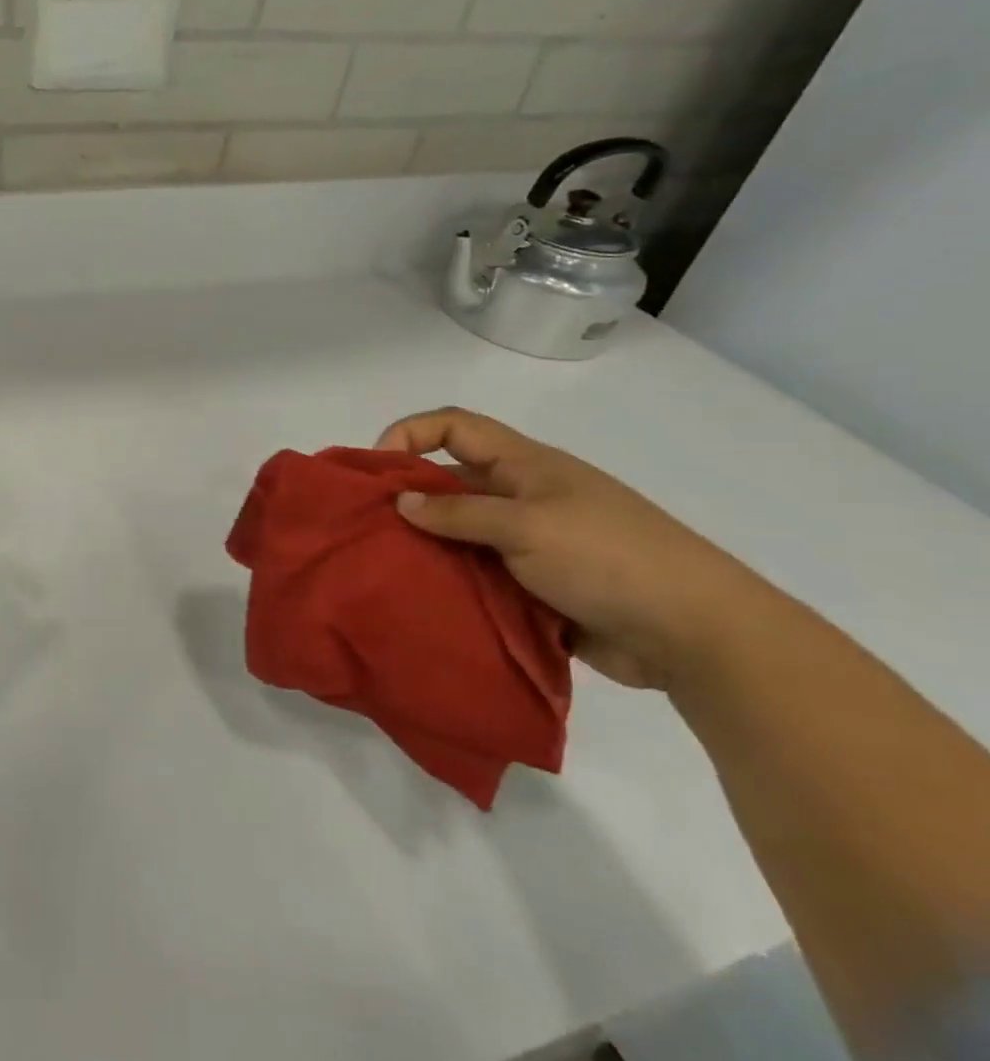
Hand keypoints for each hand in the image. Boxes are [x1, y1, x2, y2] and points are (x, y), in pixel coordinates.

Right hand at [376, 408, 762, 690]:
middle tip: (365, 527)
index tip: (375, 469)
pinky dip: (450, 584)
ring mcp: (529, 544)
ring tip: (384, 568)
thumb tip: (401, 503)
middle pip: (449, 482)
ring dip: (425, 547)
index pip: (455, 427)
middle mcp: (522, 497)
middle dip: (406, 498)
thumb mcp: (527, 525)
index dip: (411, 433)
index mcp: (524, 466)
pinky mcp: (533, 587)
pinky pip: (477, 576)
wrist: (694, 633)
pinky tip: (421, 600)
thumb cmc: (609, 558)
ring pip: (459, 534)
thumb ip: (459, 513)